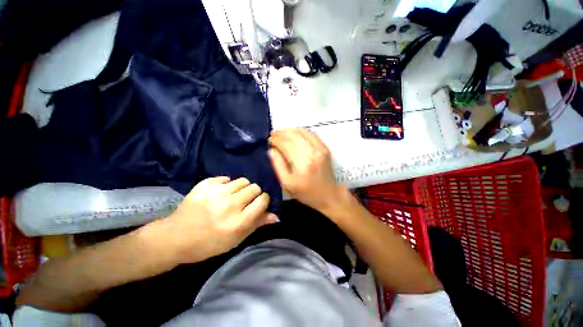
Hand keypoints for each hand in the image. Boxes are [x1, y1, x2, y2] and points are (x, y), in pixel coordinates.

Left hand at [160, 177, 278, 263]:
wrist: (175, 238)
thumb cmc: (209, 243)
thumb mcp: (236, 239)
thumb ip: (257, 224)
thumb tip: (276, 216)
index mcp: (238, 222)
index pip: (263, 200)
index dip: (263, 200)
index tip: (259, 203)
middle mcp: (229, 205)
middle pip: (254, 187)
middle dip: (254, 193)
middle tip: (245, 201)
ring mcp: (216, 193)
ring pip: (242, 180)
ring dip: (242, 188)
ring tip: (233, 196)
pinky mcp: (205, 185)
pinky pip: (226, 178)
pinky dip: (226, 184)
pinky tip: (220, 193)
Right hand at [268, 128, 346, 211]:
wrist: (329, 195)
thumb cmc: (306, 193)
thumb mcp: (287, 184)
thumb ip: (278, 166)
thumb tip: (271, 150)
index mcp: (302, 162)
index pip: (285, 144)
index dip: (275, 140)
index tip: (268, 140)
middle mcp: (312, 151)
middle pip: (293, 135)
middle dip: (280, 133)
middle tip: (273, 135)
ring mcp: (320, 148)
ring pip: (302, 131)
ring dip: (289, 131)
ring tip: (281, 134)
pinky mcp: (325, 147)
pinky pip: (311, 133)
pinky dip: (301, 131)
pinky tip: (294, 134)